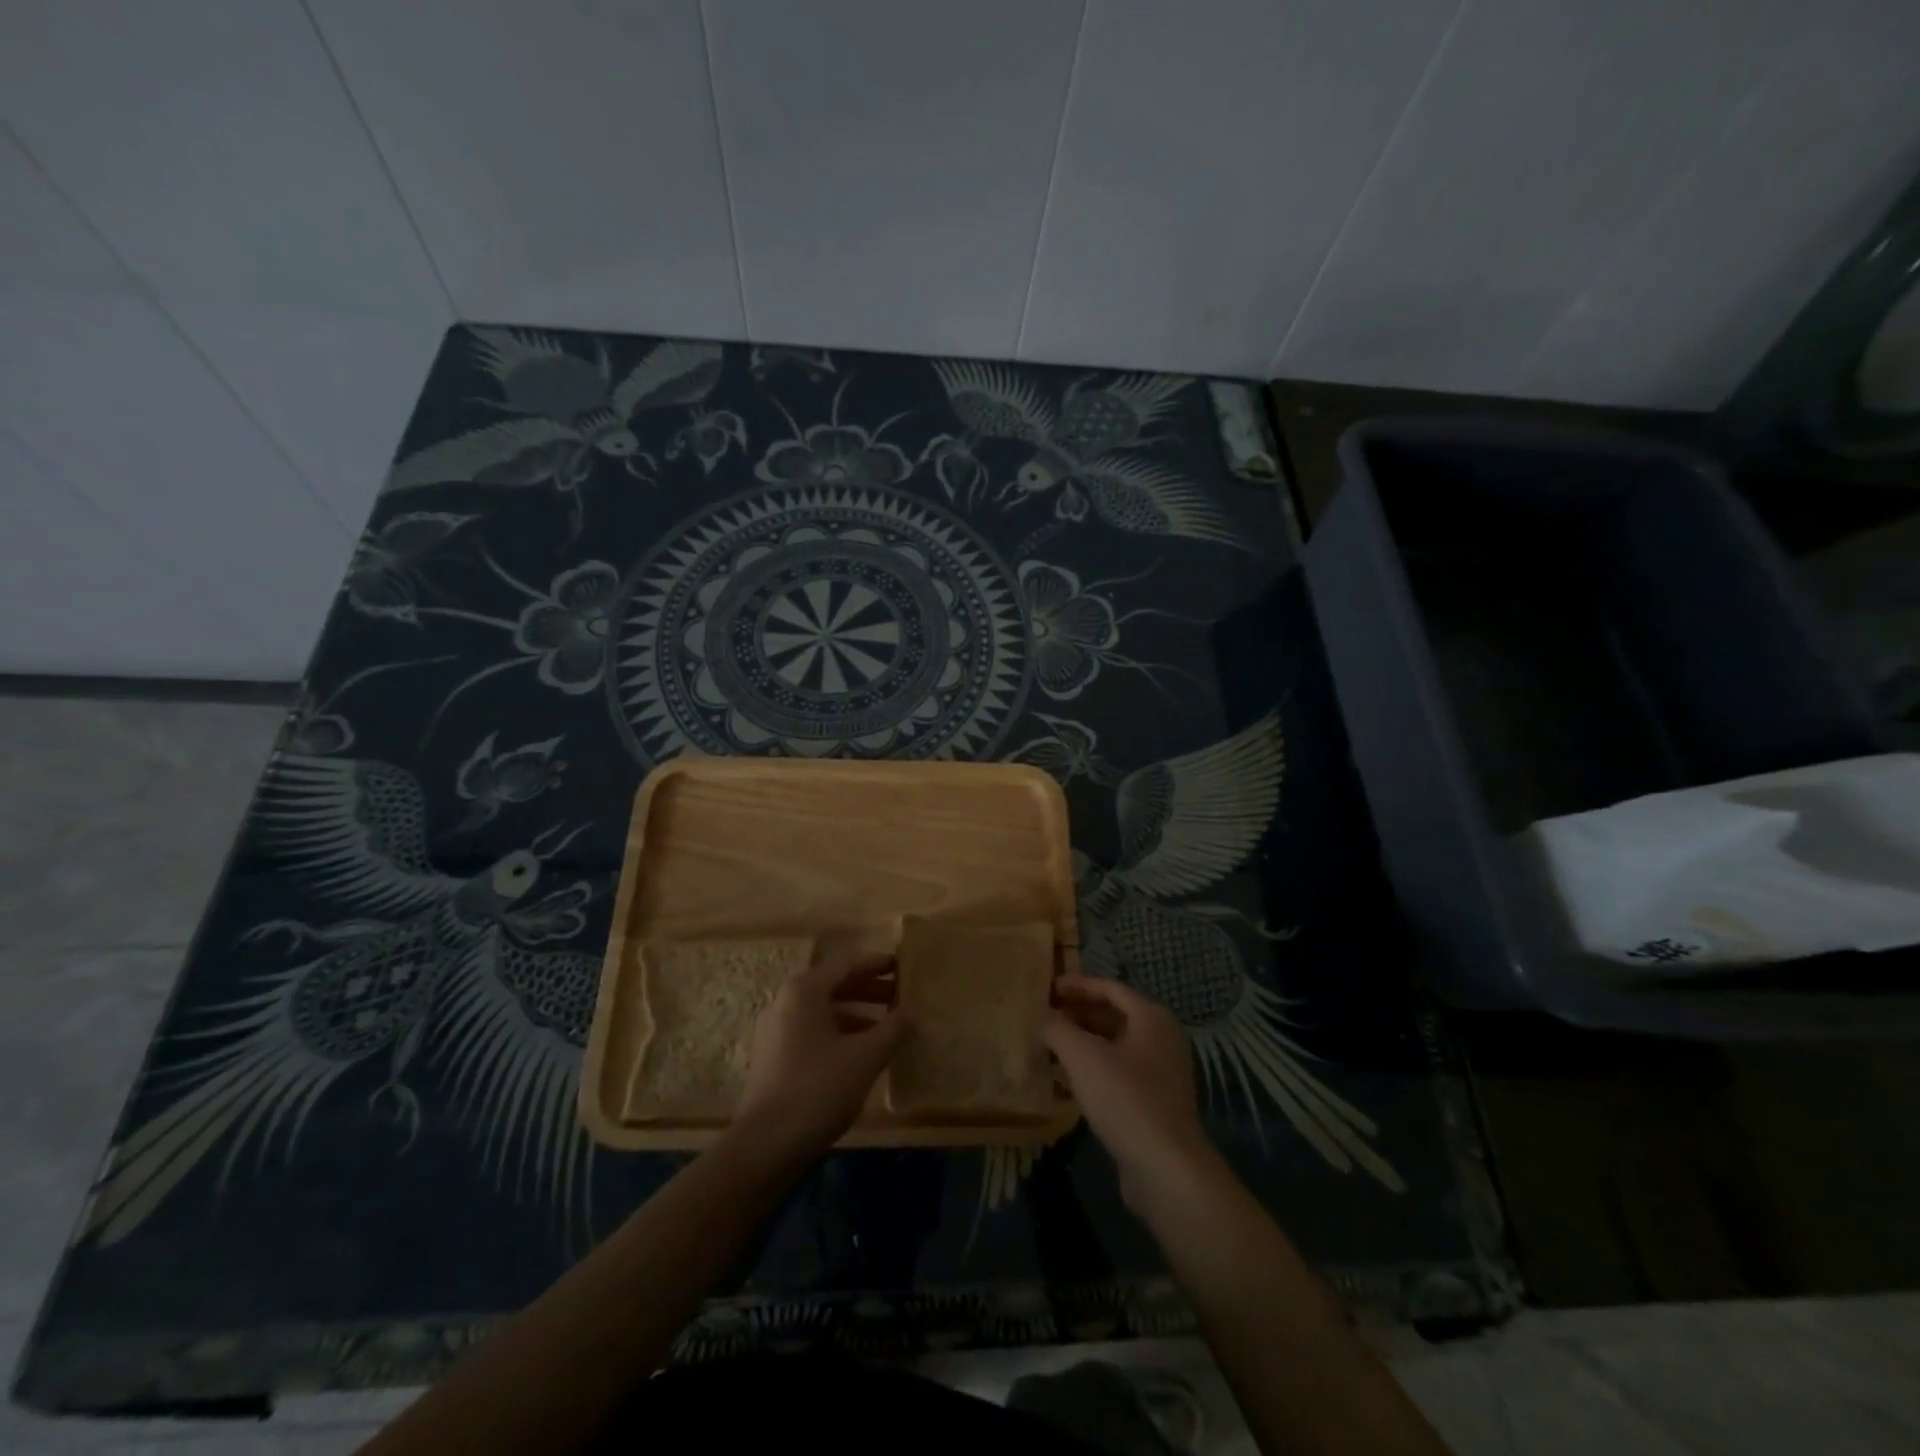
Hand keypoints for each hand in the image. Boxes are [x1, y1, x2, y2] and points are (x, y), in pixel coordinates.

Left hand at [731, 948, 906, 1163]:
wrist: (766, 1145)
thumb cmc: (819, 1088)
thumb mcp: (865, 1056)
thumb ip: (893, 1028)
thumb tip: (911, 1012)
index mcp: (805, 990)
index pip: (848, 964)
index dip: (878, 964)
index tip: (904, 965)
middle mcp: (786, 1001)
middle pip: (835, 985)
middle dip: (870, 989)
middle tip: (902, 995)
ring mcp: (777, 1029)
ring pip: (825, 1010)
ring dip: (858, 1013)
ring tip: (890, 1024)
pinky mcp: (775, 1056)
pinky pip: (814, 1031)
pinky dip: (841, 1032)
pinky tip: (864, 1051)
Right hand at [1043, 974, 1211, 1207]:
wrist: (1165, 1168)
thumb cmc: (1125, 1099)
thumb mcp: (1082, 1056)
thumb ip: (1057, 1028)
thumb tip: (1043, 1019)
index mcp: (1152, 1018)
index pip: (1110, 988)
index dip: (1077, 985)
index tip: (1048, 989)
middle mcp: (1162, 1038)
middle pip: (1115, 1014)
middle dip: (1079, 1013)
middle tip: (1046, 1017)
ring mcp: (1162, 1072)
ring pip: (1116, 1045)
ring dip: (1084, 1042)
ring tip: (1051, 1046)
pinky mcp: (1156, 1102)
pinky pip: (1120, 1071)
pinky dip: (1095, 1067)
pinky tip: (1070, 1079)